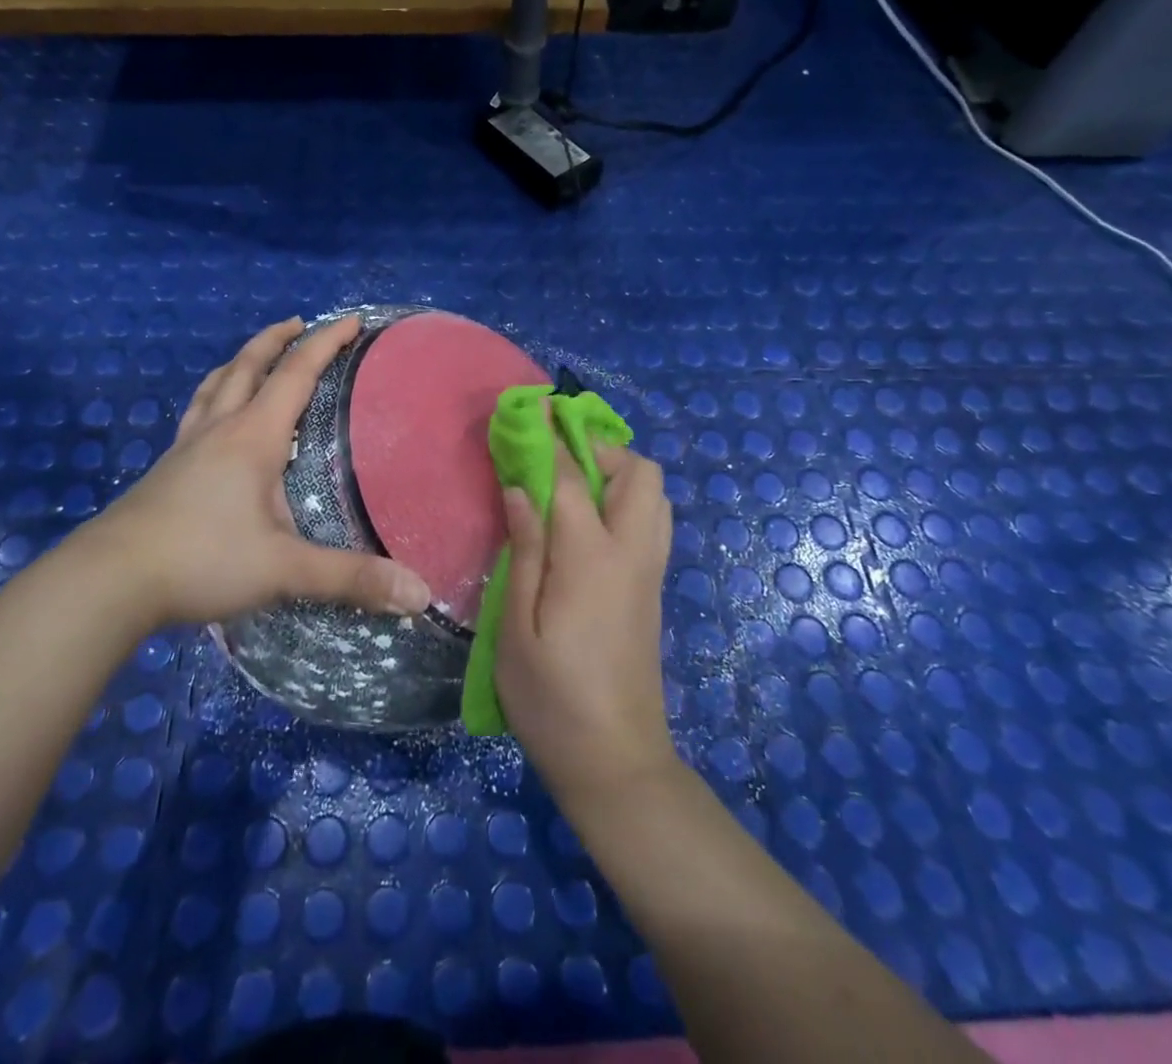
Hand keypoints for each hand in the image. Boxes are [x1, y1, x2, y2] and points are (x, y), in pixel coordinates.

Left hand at [65, 316, 431, 628]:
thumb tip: (419, 594)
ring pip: (215, 385)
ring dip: (240, 362)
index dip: (326, 343)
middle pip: (247, 366)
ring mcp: (186, 446)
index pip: (296, 374)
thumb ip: (351, 578)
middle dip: (277, 339)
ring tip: (255, 357)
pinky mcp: (165, 469)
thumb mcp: (284, 569)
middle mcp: (219, 429)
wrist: (109, 580)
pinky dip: (214, 396)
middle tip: (300, 324)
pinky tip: (214, 419)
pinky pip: (196, 413)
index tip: (352, 321)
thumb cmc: (202, 559)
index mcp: (253, 437)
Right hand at [496, 440, 676, 806]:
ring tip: (570, 487)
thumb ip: (523, 549)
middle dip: (598, 448)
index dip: (549, 437)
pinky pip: (652, 520)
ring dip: (618, 473)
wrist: (616, 762)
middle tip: (553, 460)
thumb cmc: (551, 699)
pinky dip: (626, 499)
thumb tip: (519, 487)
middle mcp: (631, 552)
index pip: (572, 475)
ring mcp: (650, 570)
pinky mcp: (653, 588)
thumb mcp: (517, 627)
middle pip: (638, 472)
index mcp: (591, 557)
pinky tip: (587, 524)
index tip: (529, 410)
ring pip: (654, 495)